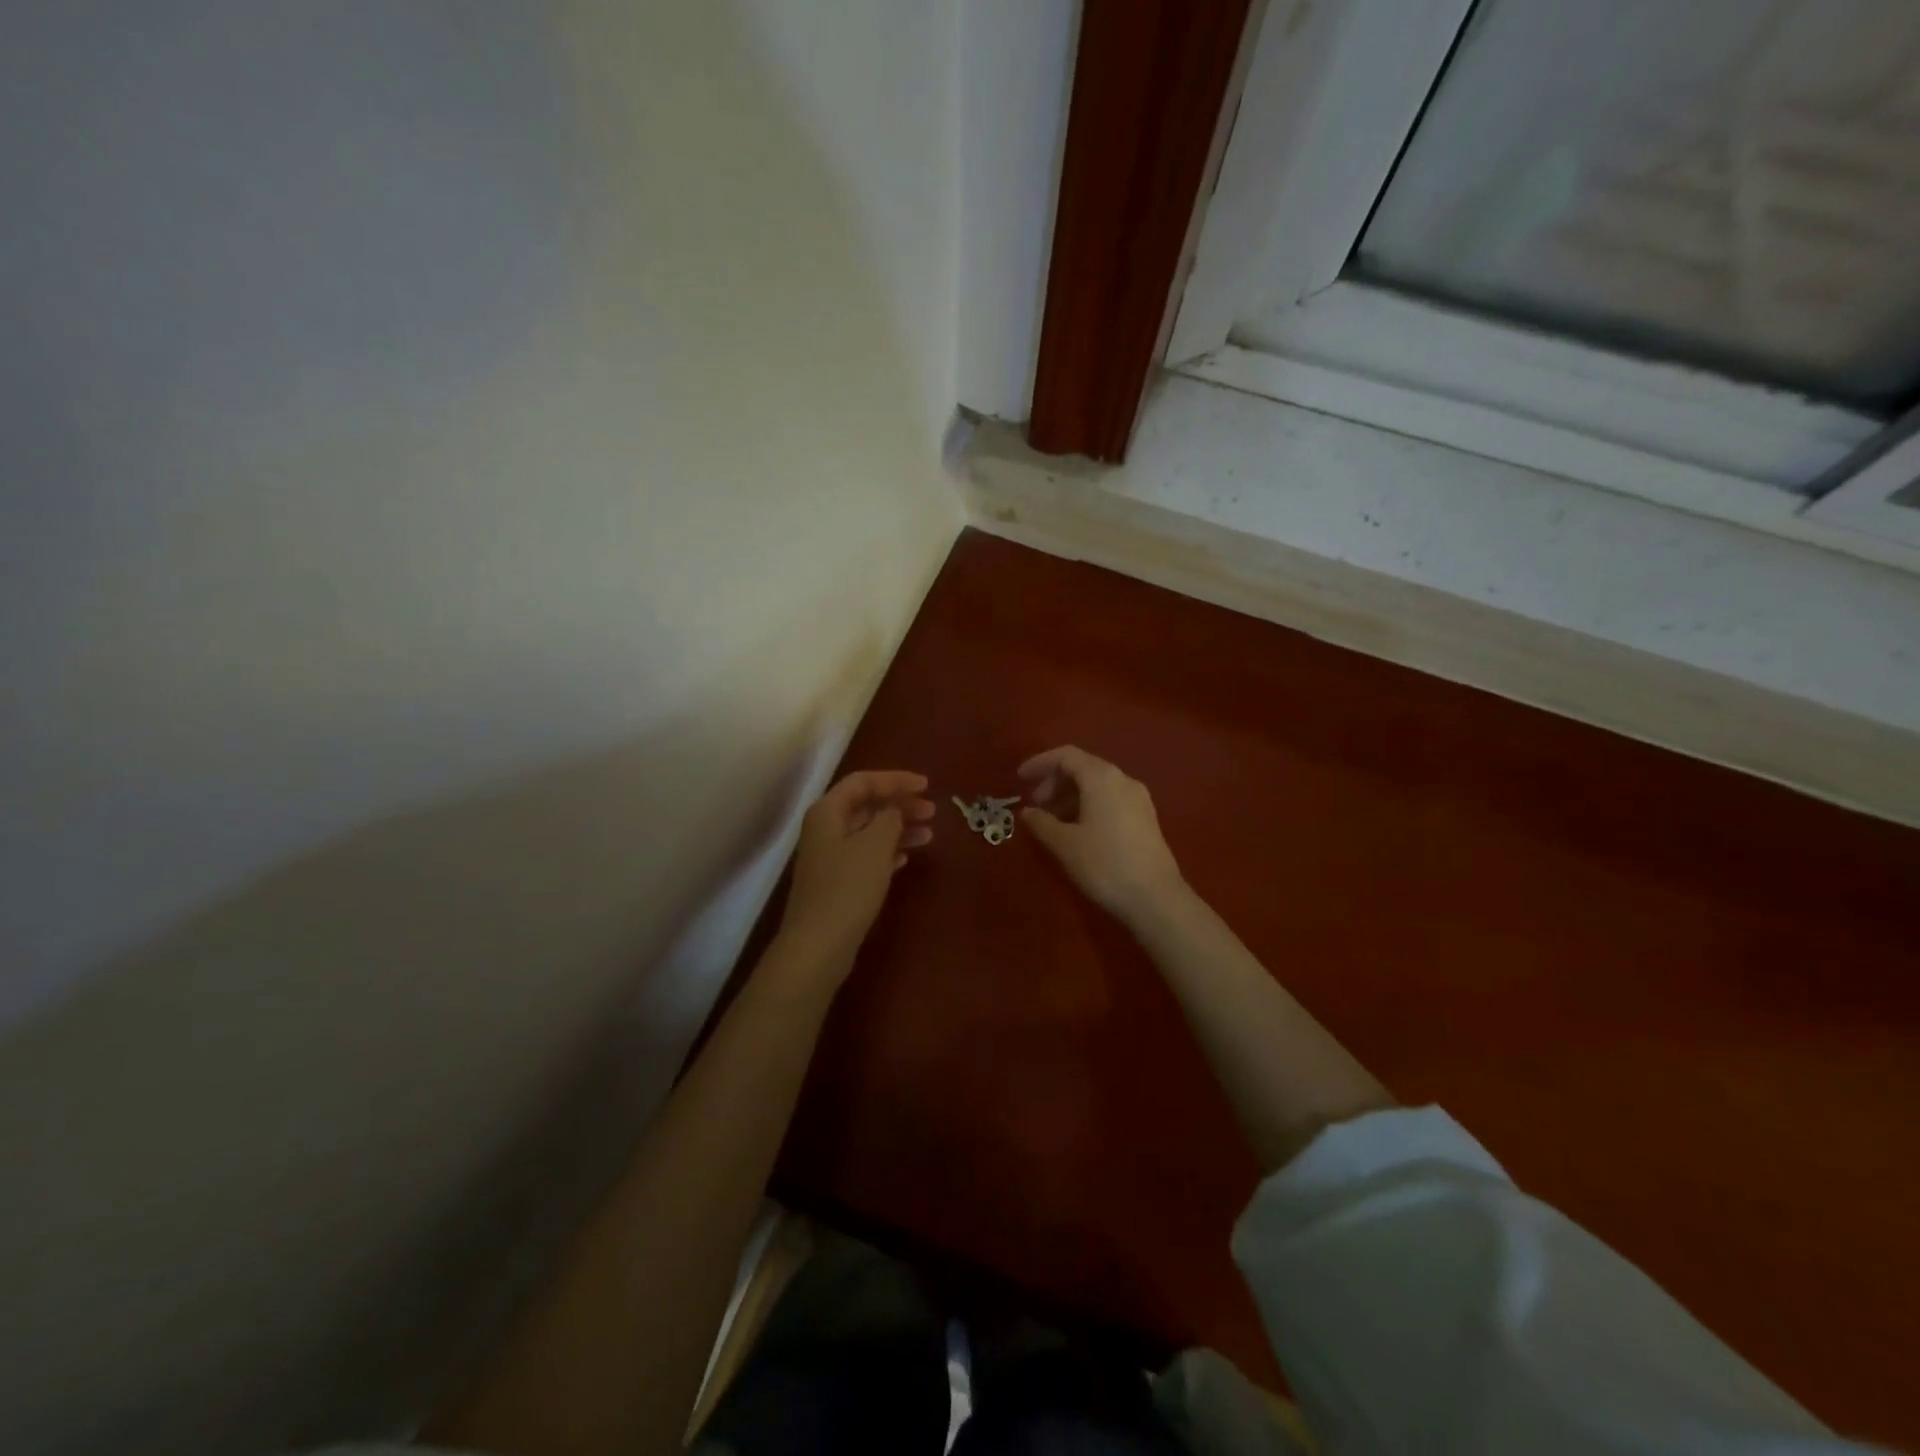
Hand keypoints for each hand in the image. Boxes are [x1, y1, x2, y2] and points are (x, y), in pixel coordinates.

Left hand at [777, 770, 934, 972]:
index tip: (926, 785)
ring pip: (868, 831)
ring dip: (898, 828)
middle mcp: (824, 828)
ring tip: (929, 835)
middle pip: (866, 805)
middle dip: (900, 804)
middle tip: (932, 812)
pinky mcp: (836, 881)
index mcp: (828, 811)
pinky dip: (887, 851)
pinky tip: (906, 858)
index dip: (896, 779)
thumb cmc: (848, 887)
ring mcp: (829, 856)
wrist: (819, 944)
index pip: (863, 781)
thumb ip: (889, 818)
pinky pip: (865, 855)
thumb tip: (893, 810)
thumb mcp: (876, 845)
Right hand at [1018, 746, 1186, 920]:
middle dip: (1054, 782)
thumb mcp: (1064, 844)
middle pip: (1082, 767)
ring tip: (1051, 821)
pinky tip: (1076, 830)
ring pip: (1097, 785)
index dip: (1040, 763)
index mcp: (1102, 777)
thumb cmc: (1104, 864)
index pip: (1066, 755)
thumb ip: (1041, 823)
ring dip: (1070, 796)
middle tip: (1034, 806)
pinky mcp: (1145, 818)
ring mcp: (1138, 799)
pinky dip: (1087, 806)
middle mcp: (1123, 780)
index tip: (1019, 779)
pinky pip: (1110, 799)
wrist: (1155, 898)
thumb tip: (1027, 812)